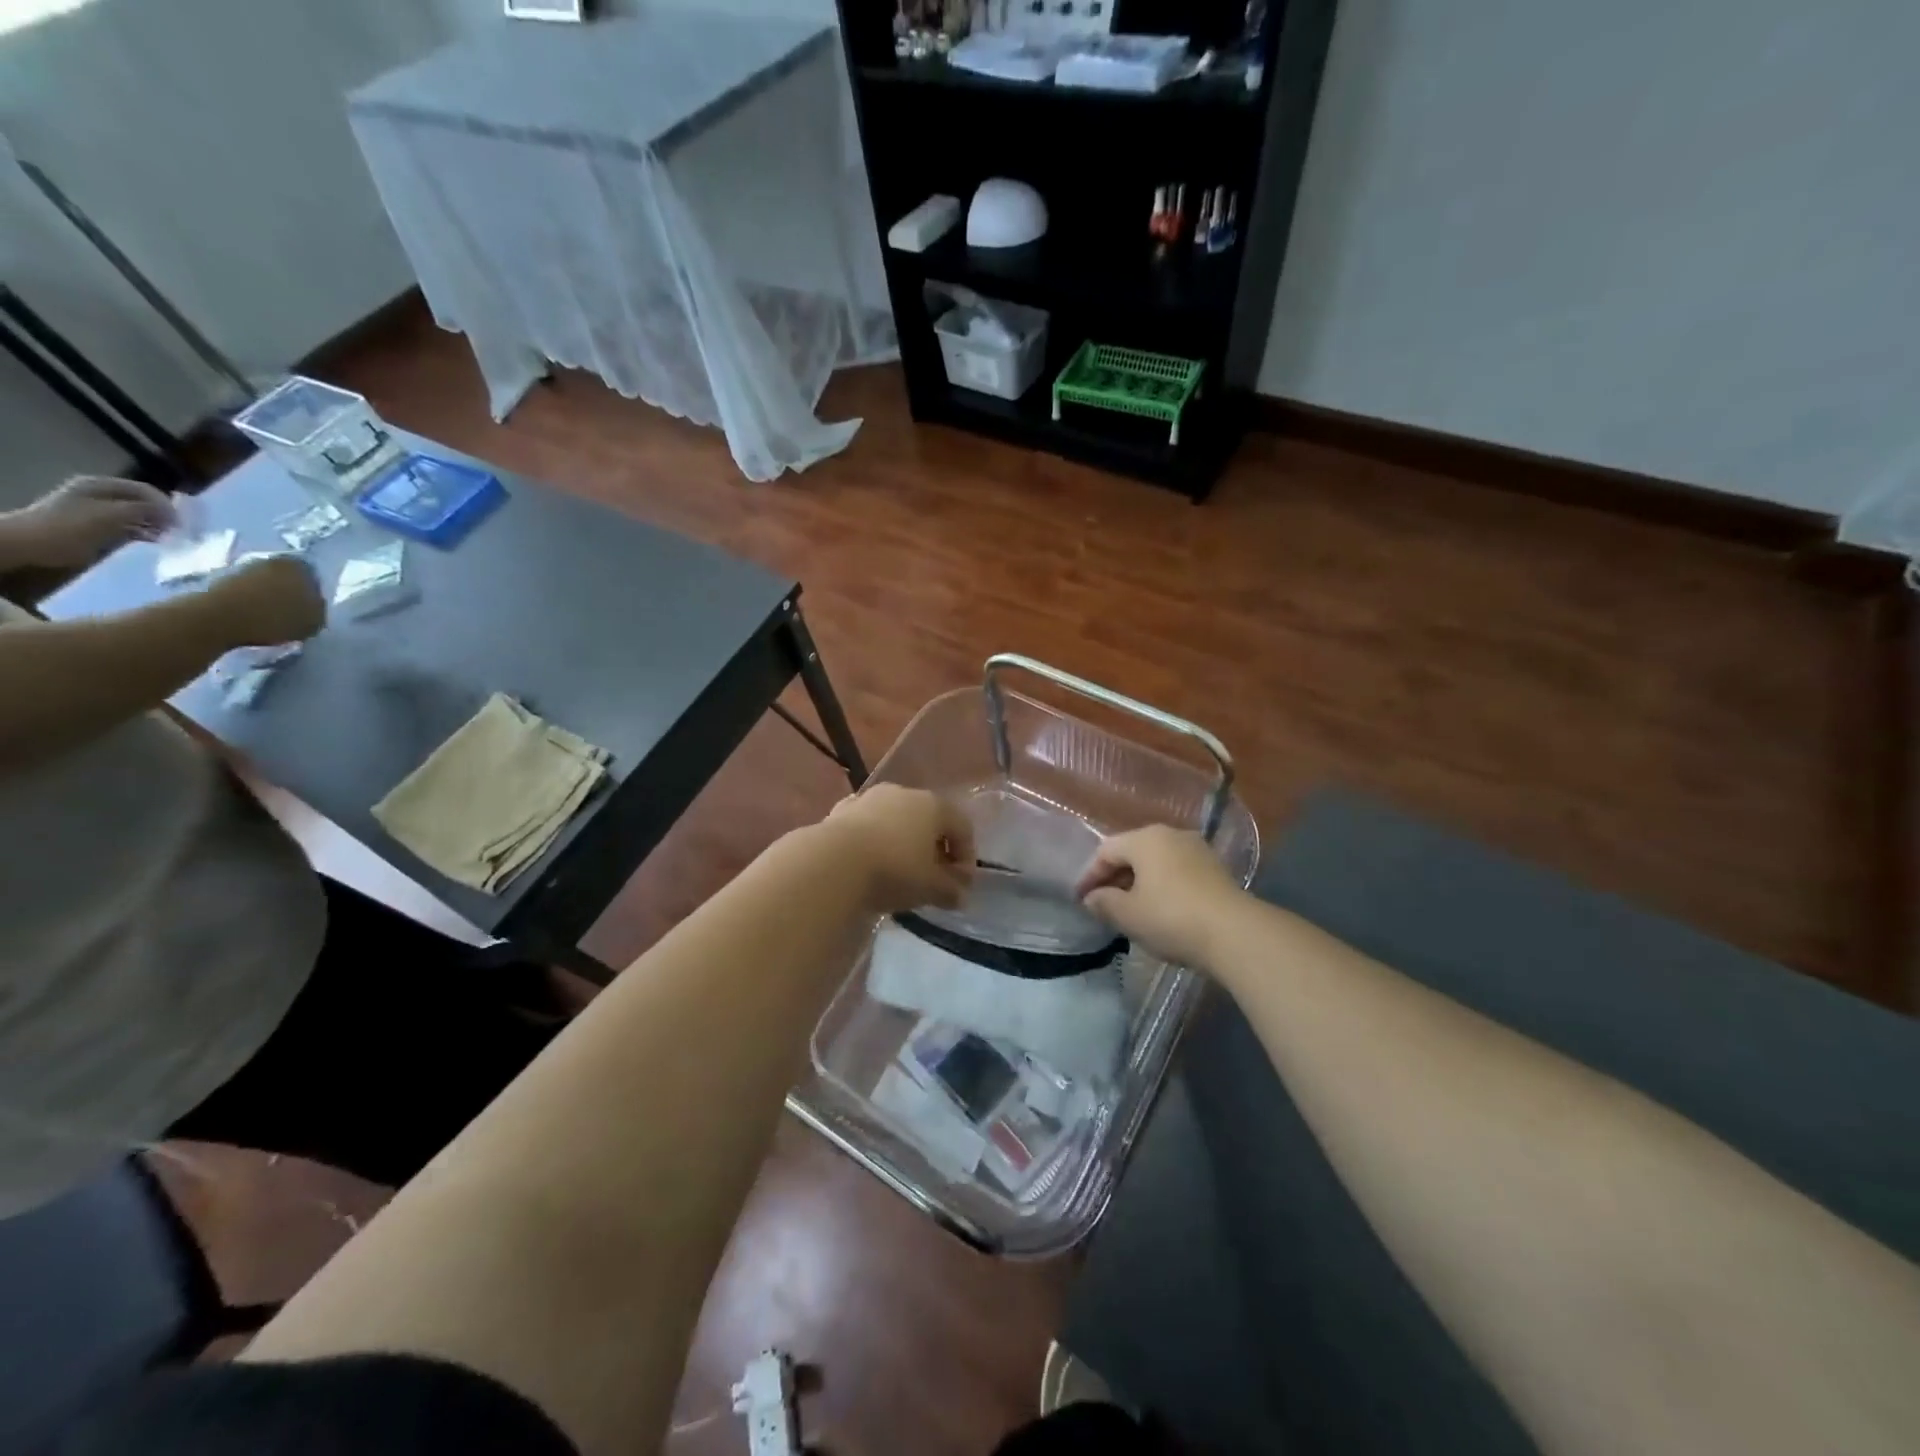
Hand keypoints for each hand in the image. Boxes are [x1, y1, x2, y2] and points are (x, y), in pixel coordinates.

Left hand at [0, 476, 175, 568]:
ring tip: (169, 540)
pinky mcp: (99, 528)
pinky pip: (129, 529)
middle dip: (163, 516)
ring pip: (138, 517)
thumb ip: (145, 510)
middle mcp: (102, 495)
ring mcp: (99, 512)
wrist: (32, 543)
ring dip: (155, 527)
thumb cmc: (72, 525)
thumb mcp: (112, 514)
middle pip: (143, 503)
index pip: (146, 490)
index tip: (183, 523)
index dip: (167, 504)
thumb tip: (173, 514)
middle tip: (179, 533)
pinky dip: (144, 535)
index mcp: (101, 485)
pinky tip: (153, 543)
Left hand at [203, 555, 326, 647]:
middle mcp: (272, 559)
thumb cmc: (274, 618)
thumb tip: (314, 605)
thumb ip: (319, 610)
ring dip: (268, 596)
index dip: (314, 595)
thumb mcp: (314, 621)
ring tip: (270, 616)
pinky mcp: (220, 576)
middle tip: (292, 613)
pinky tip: (251, 615)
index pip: (315, 579)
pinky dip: (250, 600)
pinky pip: (245, 589)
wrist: (217, 617)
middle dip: (290, 592)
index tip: (311, 610)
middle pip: (288, 578)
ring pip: (265, 582)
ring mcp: (244, 566)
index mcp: (300, 566)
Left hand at [821, 785, 975, 912]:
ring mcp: (869, 798)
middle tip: (933, 879)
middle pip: (930, 820)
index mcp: (934, 805)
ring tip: (899, 873)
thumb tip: (960, 896)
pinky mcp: (841, 810)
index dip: (967, 858)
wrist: (831, 863)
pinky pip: (868, 825)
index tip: (960, 886)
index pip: (963, 827)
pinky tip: (869, 864)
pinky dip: (875, 841)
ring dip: (904, 843)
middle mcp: (904, 793)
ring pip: (897, 820)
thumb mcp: (930, 888)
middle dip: (935, 849)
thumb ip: (951, 891)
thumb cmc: (893, 871)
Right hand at [1075, 825, 1243, 969]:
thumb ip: (1103, 902)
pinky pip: (1177, 872)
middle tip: (1103, 904)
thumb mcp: (1128, 915)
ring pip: (1157, 862)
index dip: (1089, 875)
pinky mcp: (1215, 869)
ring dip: (1139, 882)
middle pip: (1132, 852)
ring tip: (1130, 909)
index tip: (1081, 900)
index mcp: (1145, 838)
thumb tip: (1092, 897)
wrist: (1236, 933)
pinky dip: (1162, 886)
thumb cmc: (1171, 918)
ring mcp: (1197, 849)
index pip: (1105, 851)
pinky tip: (1160, 910)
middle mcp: (1171, 834)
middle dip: (1114, 877)